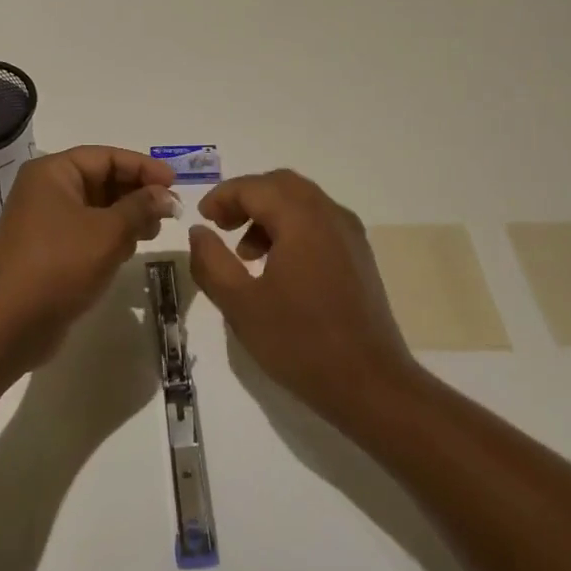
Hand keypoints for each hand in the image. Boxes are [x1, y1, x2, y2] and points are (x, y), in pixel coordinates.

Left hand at [0, 146, 174, 372]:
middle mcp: (45, 190)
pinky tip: (128, 251)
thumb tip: (165, 195)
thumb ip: (141, 207)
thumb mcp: (108, 232)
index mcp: (53, 173)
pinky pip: (86, 232)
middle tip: (168, 212)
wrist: (9, 325)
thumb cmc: (60, 265)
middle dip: (136, 194)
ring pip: (96, 208)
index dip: (143, 167)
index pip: (106, 157)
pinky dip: (109, 236)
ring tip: (152, 233)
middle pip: (101, 180)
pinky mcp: (47, 250)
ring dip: (126, 217)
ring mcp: (44, 222)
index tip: (175, 184)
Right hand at [188, 170, 416, 424]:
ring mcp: (350, 234)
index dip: (222, 197)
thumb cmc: (300, 342)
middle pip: (281, 185)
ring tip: (246, 255)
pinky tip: (278, 268)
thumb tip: (199, 232)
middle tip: (221, 226)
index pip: (254, 187)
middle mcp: (330, 214)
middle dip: (247, 198)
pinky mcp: (359, 256)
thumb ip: (211, 262)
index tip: (202, 219)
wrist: (371, 385)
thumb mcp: (241, 305)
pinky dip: (292, 228)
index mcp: (301, 218)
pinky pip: (319, 222)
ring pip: (302, 202)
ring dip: (269, 214)